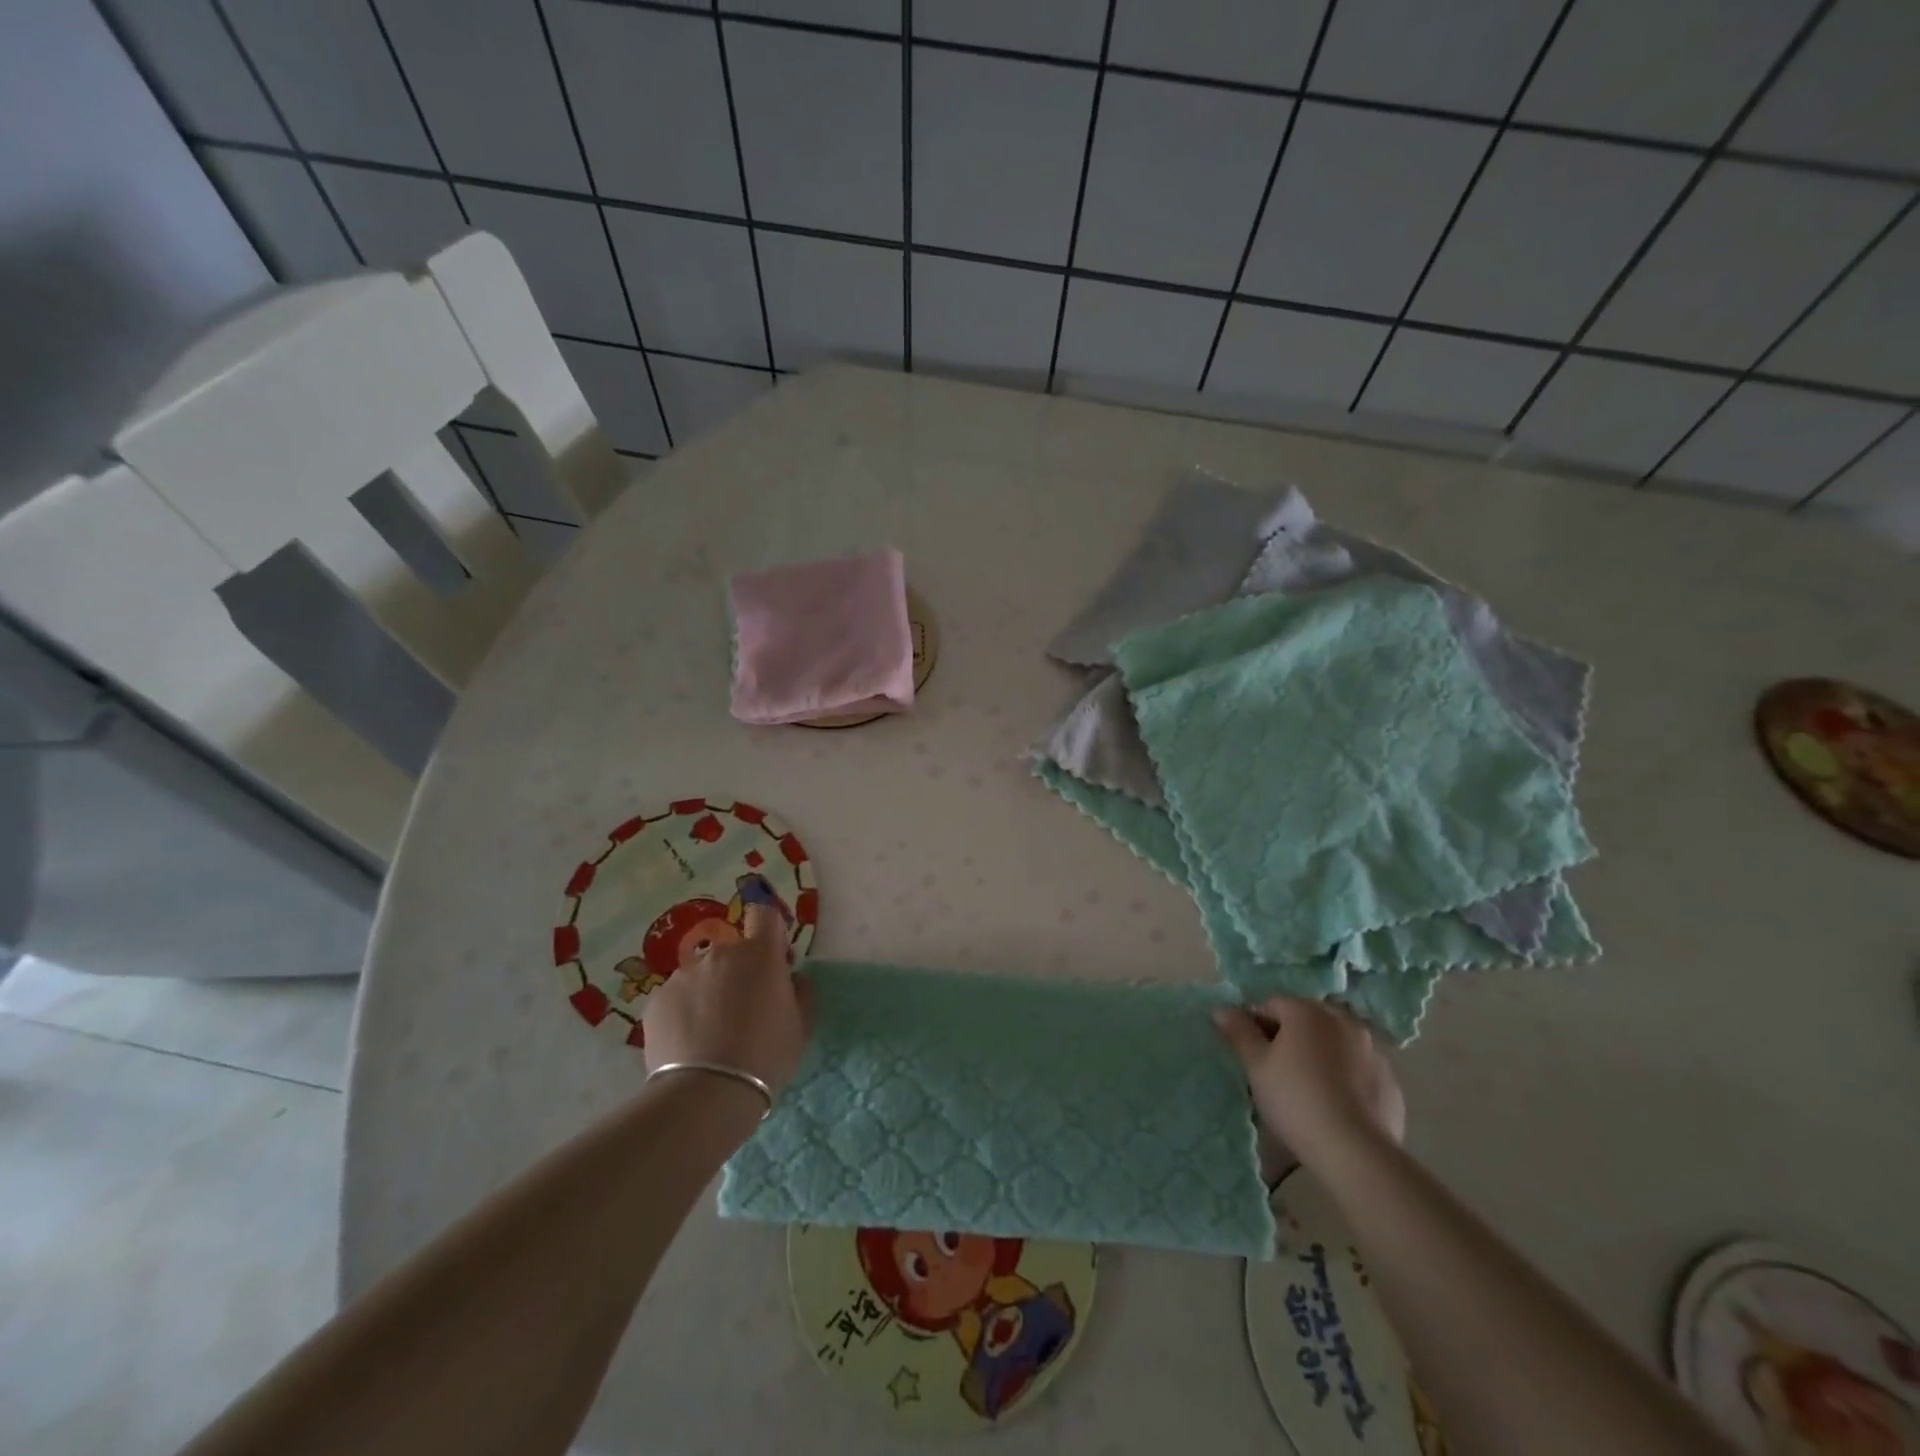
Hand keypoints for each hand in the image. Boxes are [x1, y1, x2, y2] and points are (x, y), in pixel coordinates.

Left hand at [641, 905, 814, 1097]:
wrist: (706, 1092)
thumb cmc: (765, 1055)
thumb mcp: (802, 1025)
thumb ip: (801, 991)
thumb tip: (792, 978)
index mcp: (760, 953)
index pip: (764, 915)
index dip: (770, 933)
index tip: (775, 961)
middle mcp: (721, 953)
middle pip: (733, 951)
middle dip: (740, 971)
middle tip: (744, 1009)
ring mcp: (684, 974)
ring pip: (703, 974)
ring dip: (710, 992)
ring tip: (711, 1033)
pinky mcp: (657, 999)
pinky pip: (678, 997)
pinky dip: (685, 1012)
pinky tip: (689, 1043)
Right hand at [1213, 996, 1405, 1170]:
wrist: (1356, 1151)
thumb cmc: (1296, 1099)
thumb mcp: (1257, 1066)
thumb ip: (1239, 1032)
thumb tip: (1222, 1009)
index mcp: (1307, 1012)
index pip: (1272, 1003)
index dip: (1256, 1023)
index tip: (1249, 1050)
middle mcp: (1343, 1021)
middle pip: (1307, 1018)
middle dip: (1290, 1034)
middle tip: (1276, 1066)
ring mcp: (1372, 1050)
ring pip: (1336, 1041)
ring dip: (1321, 1051)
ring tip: (1309, 1085)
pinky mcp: (1390, 1081)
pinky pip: (1359, 1068)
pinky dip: (1346, 1075)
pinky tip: (1336, 1102)